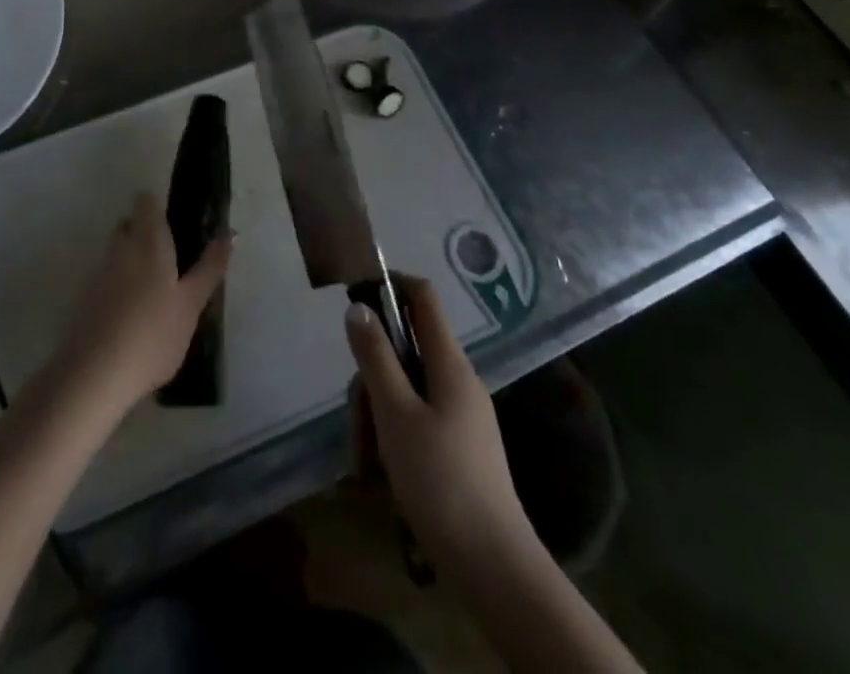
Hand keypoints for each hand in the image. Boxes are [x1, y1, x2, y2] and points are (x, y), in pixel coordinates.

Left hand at [44, 192, 231, 419]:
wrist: (96, 375)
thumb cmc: (154, 334)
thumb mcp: (191, 303)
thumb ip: (210, 267)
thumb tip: (230, 233)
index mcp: (148, 241)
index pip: (146, 202)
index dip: (158, 204)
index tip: (176, 218)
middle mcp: (120, 248)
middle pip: (129, 224)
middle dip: (146, 231)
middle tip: (173, 254)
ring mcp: (100, 273)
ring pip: (117, 250)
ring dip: (134, 258)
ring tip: (158, 286)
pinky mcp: (87, 299)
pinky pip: (108, 276)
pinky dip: (122, 282)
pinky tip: (136, 310)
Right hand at [345, 276, 534, 570]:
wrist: (493, 566)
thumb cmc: (441, 481)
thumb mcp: (395, 415)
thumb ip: (375, 357)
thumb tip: (359, 306)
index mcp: (450, 364)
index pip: (423, 296)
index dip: (391, 284)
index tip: (356, 298)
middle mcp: (460, 380)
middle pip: (407, 349)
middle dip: (374, 373)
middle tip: (357, 416)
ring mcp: (462, 415)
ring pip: (407, 388)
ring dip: (379, 411)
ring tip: (366, 458)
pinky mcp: (459, 446)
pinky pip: (418, 417)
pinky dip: (395, 432)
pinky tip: (382, 470)